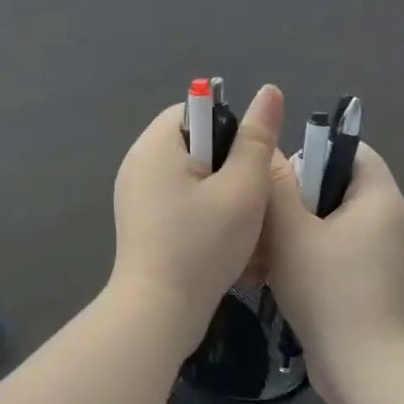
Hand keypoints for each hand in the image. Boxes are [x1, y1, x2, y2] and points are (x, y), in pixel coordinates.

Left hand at [111, 85, 283, 347]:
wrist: (158, 311)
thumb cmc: (202, 245)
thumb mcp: (241, 189)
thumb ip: (256, 139)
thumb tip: (269, 91)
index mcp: (155, 145)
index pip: (194, 110)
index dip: (229, 128)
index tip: (250, 162)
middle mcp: (137, 162)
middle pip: (192, 142)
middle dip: (226, 163)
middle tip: (250, 194)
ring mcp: (133, 193)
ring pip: (187, 174)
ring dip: (217, 190)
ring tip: (239, 220)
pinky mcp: (138, 220)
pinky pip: (175, 199)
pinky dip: (199, 210)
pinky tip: (219, 238)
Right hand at [264, 140, 403, 394]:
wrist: (364, 371)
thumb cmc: (328, 289)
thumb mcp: (290, 230)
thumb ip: (275, 185)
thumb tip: (266, 150)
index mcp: (380, 199)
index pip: (352, 149)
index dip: (312, 149)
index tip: (276, 172)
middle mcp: (389, 221)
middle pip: (336, 185)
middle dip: (295, 194)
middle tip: (260, 210)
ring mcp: (382, 255)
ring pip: (330, 221)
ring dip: (295, 228)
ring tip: (259, 244)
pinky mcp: (371, 282)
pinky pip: (335, 250)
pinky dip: (306, 253)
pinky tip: (274, 272)